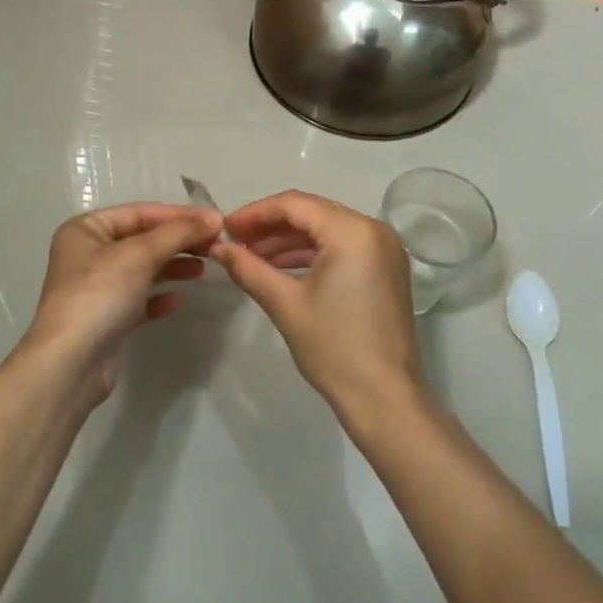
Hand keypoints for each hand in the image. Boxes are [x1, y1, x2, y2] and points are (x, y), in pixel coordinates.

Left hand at [18, 202, 219, 405]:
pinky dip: (159, 296)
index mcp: (86, 229)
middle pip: (143, 239)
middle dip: (178, 241)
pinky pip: (139, 299)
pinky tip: (177, 300)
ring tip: (202, 269)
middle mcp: (88, 254)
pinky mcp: (106, 318)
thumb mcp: (140, 254)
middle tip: (215, 246)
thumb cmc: (100, 295)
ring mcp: (96, 288)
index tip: (216, 221)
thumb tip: (213, 218)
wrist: (70, 364)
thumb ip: (178, 232)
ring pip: (143, 268)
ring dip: (173, 265)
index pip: (140, 212)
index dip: (179, 215)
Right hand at [210, 191, 421, 420]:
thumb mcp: (284, 304)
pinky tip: (281, 267)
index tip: (225, 228)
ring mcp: (384, 249)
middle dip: (271, 225)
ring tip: (252, 256)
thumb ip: (248, 268)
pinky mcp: (385, 268)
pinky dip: (312, 253)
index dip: (255, 213)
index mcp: (352, 231)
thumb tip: (217, 248)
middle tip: (235, 240)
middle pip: (312, 212)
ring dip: (289, 239)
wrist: (384, 398)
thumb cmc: (333, 347)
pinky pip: (342, 246)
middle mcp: (373, 229)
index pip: (295, 204)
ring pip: (326, 228)